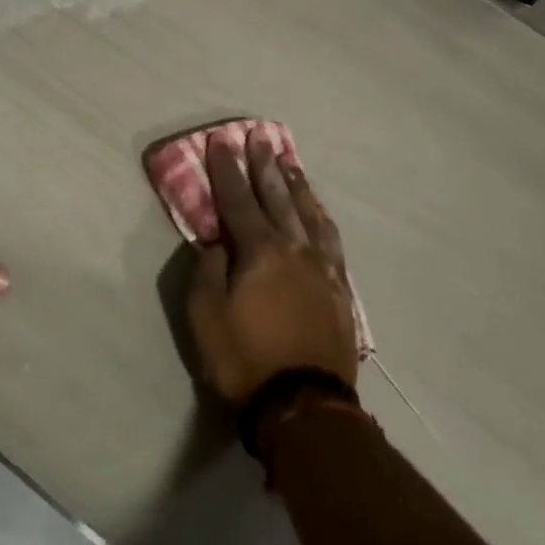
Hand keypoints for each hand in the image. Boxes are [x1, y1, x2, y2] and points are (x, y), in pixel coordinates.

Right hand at [187, 133, 356, 406]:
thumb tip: (218, 241)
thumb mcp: (206, 314)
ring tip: (289, 163)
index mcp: (260, 250)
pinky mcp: (338, 289)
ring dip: (296, 185)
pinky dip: (320, 217)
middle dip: (264, 166)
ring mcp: (321, 267)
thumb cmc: (245, 359)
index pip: (237, 199)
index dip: (226, 169)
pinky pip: (330, 240)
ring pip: (308, 213)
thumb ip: (210, 269)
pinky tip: (318, 212)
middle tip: (259, 138)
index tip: (220, 141)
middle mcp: (294, 247)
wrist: (304, 406)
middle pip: (276, 197)